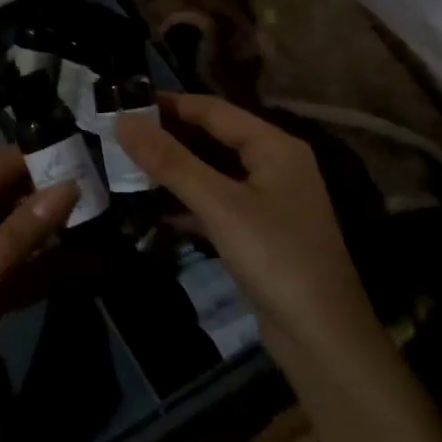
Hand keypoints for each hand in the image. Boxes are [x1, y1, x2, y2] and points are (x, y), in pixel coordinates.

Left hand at [0, 149, 75, 438]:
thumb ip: (21, 234)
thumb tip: (68, 186)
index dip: (30, 158)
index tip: (77, 144)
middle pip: (4, 203)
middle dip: (46, 192)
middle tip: (99, 178)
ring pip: (15, 237)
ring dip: (51, 230)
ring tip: (101, 213)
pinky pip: (19, 271)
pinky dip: (47, 267)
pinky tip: (87, 263)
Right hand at [116, 94, 376, 353]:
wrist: (322, 338)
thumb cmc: (275, 258)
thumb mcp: (219, 205)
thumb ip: (171, 162)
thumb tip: (123, 121)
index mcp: (275, 146)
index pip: (213, 110)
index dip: (169, 104)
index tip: (124, 103)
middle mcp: (275, 165)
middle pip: (213, 138)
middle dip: (169, 137)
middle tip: (119, 136)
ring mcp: (268, 200)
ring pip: (213, 172)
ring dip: (175, 170)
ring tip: (128, 167)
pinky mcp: (259, 232)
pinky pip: (217, 202)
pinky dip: (188, 202)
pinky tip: (155, 210)